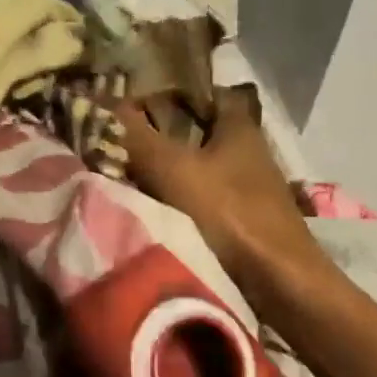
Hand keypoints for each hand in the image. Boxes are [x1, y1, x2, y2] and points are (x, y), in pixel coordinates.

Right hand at [121, 85, 376, 376]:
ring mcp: (251, 191)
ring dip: (171, 177)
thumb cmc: (231, 215)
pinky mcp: (247, 224)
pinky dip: (183, 206)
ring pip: (202, 172)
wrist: (279, 283)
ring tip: (127, 180)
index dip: (171, 93)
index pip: (205, 94)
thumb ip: (137, 139)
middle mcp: (250, 153)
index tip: (134, 103)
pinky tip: (155, 215)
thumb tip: (97, 104)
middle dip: (164, 138)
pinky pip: (206, 204)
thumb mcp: (174, 171)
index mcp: (239, 128)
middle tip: (120, 144)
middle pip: (200, 136)